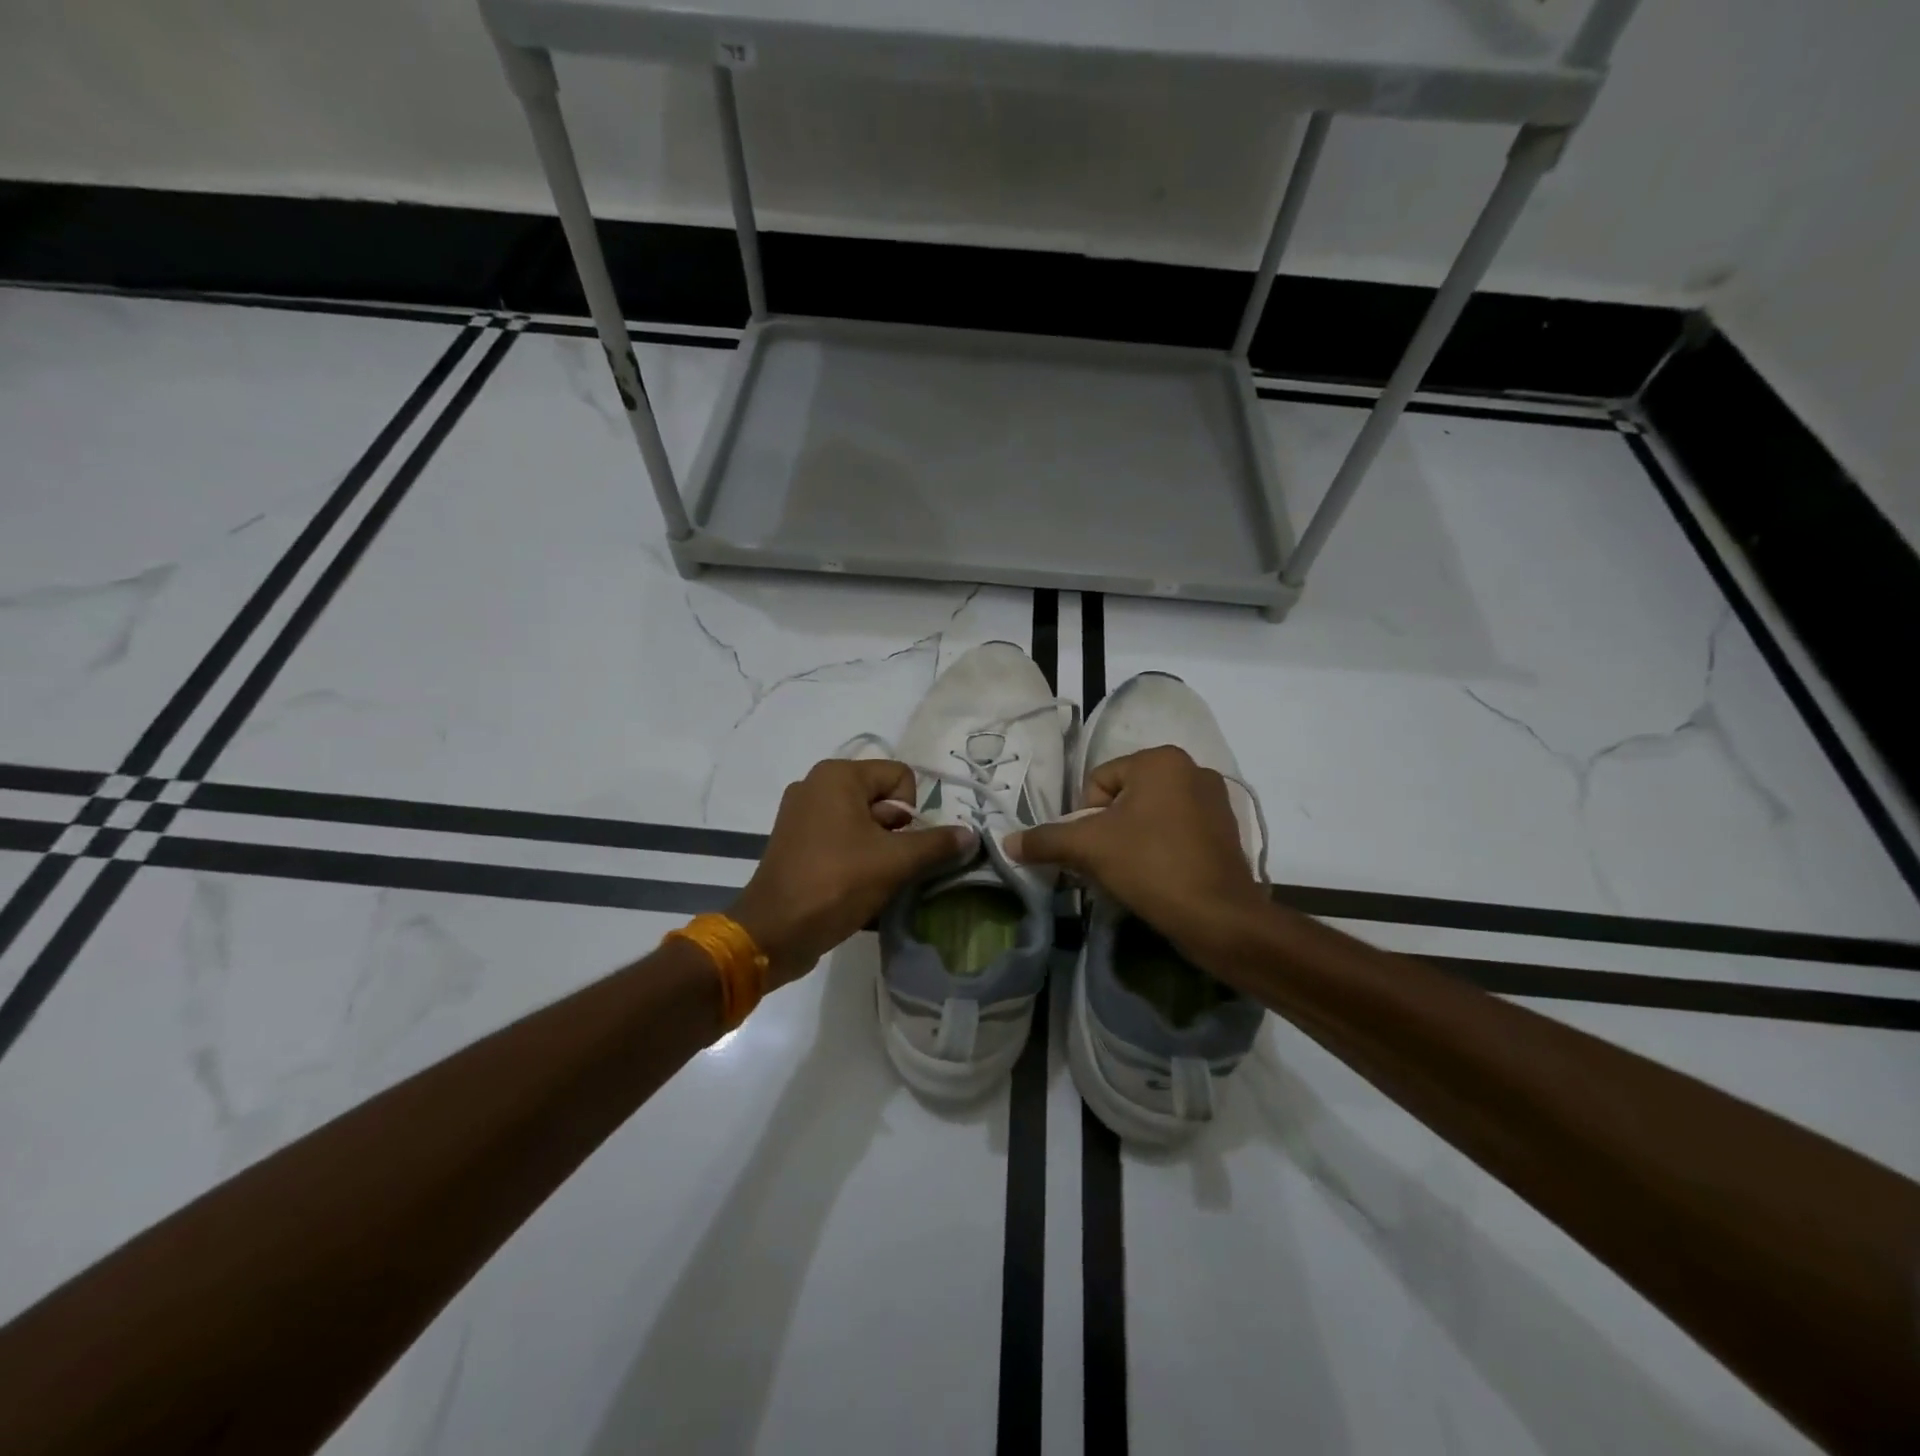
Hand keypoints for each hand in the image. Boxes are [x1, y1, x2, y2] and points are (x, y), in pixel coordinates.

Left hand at [729, 758, 974, 986]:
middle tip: (887, 866)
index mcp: (838, 776)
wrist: (773, 933)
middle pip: (882, 799)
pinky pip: (841, 839)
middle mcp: (816, 784)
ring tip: (873, 881)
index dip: (911, 812)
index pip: (900, 777)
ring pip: (863, 822)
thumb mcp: (894, 863)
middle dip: (895, 833)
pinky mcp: (795, 841)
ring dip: (879, 850)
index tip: (899, 846)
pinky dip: (856, 858)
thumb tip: (971, 834)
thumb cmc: (835, 884)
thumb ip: (937, 844)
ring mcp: (801, 813)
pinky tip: (856, 887)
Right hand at [1004, 746, 1265, 958]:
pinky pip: (1177, 831)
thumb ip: (1045, 840)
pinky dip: (1161, 850)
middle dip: (1109, 831)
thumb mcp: (1089, 848)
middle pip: (1123, 798)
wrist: (1220, 919)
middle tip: (1111, 864)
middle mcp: (1192, 769)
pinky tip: (1160, 878)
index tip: (1096, 850)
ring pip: (1150, 816)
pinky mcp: (1227, 831)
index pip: (1097, 782)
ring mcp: (1215, 800)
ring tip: (1134, 874)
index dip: (1086, 818)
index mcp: (1160, 760)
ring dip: (1133, 841)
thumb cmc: (1152, 867)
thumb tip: (1007, 842)